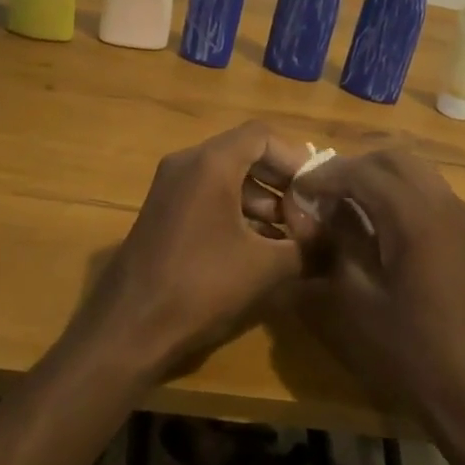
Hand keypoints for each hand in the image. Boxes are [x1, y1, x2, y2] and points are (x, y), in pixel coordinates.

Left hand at [68, 122, 310, 384]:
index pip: (262, 136)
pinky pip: (208, 195)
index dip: (296, 159)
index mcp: (210, 163)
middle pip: (245, 153)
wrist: (128, 328)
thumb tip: (336, 242)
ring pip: (226, 176)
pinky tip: (261, 246)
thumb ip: (307, 248)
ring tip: (292, 235)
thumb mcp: (264, 267)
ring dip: (262, 200)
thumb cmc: (200, 286)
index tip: (318, 190)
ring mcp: (170, 187)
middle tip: (310, 212)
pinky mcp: (163, 212)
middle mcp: (187, 163)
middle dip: (281, 181)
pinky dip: (237, 211)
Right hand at [284, 149, 464, 438]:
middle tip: (321, 190)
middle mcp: (443, 203)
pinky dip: (399, 189)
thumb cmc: (410, 352)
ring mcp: (461, 216)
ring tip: (346, 201)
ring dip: (378, 175)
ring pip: (414, 169)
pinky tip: (379, 220)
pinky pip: (429, 189)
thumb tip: (318, 212)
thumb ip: (336, 244)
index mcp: (416, 216)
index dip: (326, 175)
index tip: (299, 188)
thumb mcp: (356, 301)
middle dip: (353, 166)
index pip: (363, 172)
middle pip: (392, 158)